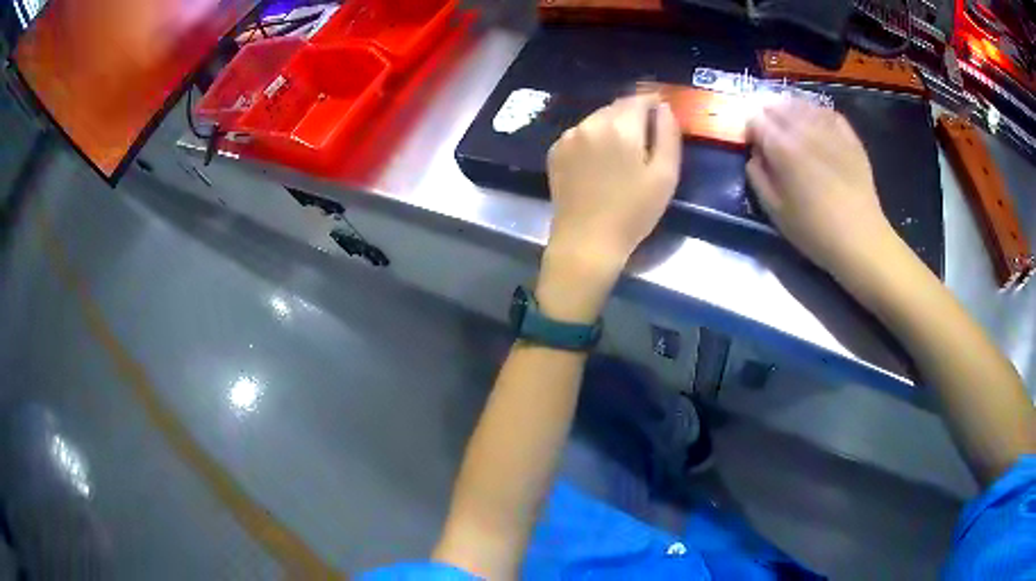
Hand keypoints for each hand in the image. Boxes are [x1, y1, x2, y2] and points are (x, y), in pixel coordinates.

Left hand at [538, 95, 681, 321]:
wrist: (586, 241)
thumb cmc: (633, 212)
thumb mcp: (665, 174)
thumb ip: (668, 134)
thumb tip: (663, 107)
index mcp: (620, 125)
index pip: (639, 98)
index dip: (652, 102)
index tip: (661, 112)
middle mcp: (590, 123)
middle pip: (617, 107)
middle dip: (632, 116)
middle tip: (644, 139)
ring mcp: (568, 136)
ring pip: (597, 119)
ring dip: (611, 127)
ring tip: (621, 154)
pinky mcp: (555, 151)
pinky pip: (580, 134)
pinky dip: (593, 139)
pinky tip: (598, 163)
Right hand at [746, 100, 896, 277]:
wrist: (860, 239)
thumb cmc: (814, 230)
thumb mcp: (774, 210)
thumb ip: (758, 176)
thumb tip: (756, 154)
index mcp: (782, 147)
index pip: (755, 119)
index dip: (751, 130)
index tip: (754, 145)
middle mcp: (804, 128)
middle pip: (777, 106)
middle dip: (769, 117)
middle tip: (771, 137)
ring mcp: (829, 129)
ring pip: (801, 104)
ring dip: (791, 112)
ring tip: (792, 129)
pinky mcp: (849, 136)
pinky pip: (827, 112)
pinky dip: (816, 113)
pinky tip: (815, 126)